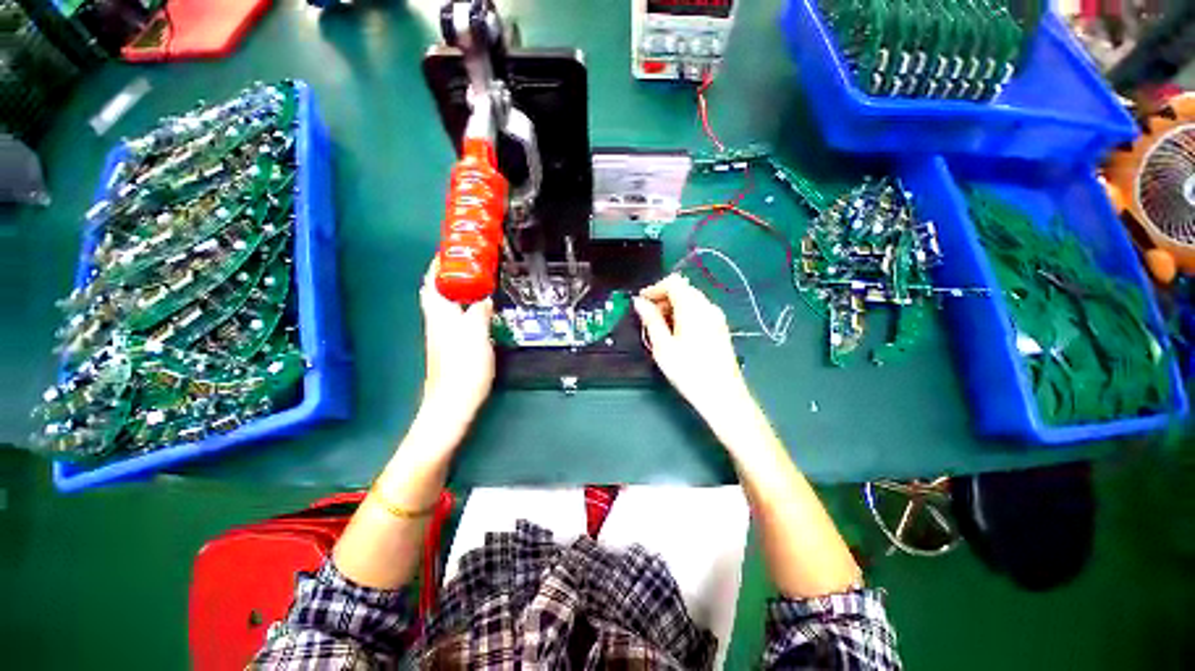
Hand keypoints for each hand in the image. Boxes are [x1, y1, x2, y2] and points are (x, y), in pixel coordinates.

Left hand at [418, 259, 494, 433]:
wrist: (452, 403)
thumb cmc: (463, 367)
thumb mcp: (476, 334)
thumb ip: (480, 311)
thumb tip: (484, 296)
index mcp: (440, 314)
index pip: (433, 281)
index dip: (439, 263)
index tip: (451, 248)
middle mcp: (437, 321)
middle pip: (437, 290)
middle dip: (447, 273)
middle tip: (467, 263)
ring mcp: (443, 334)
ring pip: (446, 303)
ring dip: (456, 288)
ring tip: (475, 280)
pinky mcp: (451, 346)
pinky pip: (456, 316)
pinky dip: (464, 305)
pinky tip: (478, 309)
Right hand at [634, 274, 753, 423]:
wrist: (723, 395)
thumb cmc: (689, 372)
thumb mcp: (663, 346)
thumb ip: (651, 320)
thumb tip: (640, 302)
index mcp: (693, 308)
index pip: (673, 282)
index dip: (655, 288)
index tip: (641, 302)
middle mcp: (707, 307)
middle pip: (683, 289)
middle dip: (663, 298)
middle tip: (648, 317)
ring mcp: (717, 317)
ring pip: (692, 300)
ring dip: (673, 306)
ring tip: (660, 327)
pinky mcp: (720, 328)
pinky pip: (700, 311)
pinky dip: (685, 314)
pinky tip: (677, 333)